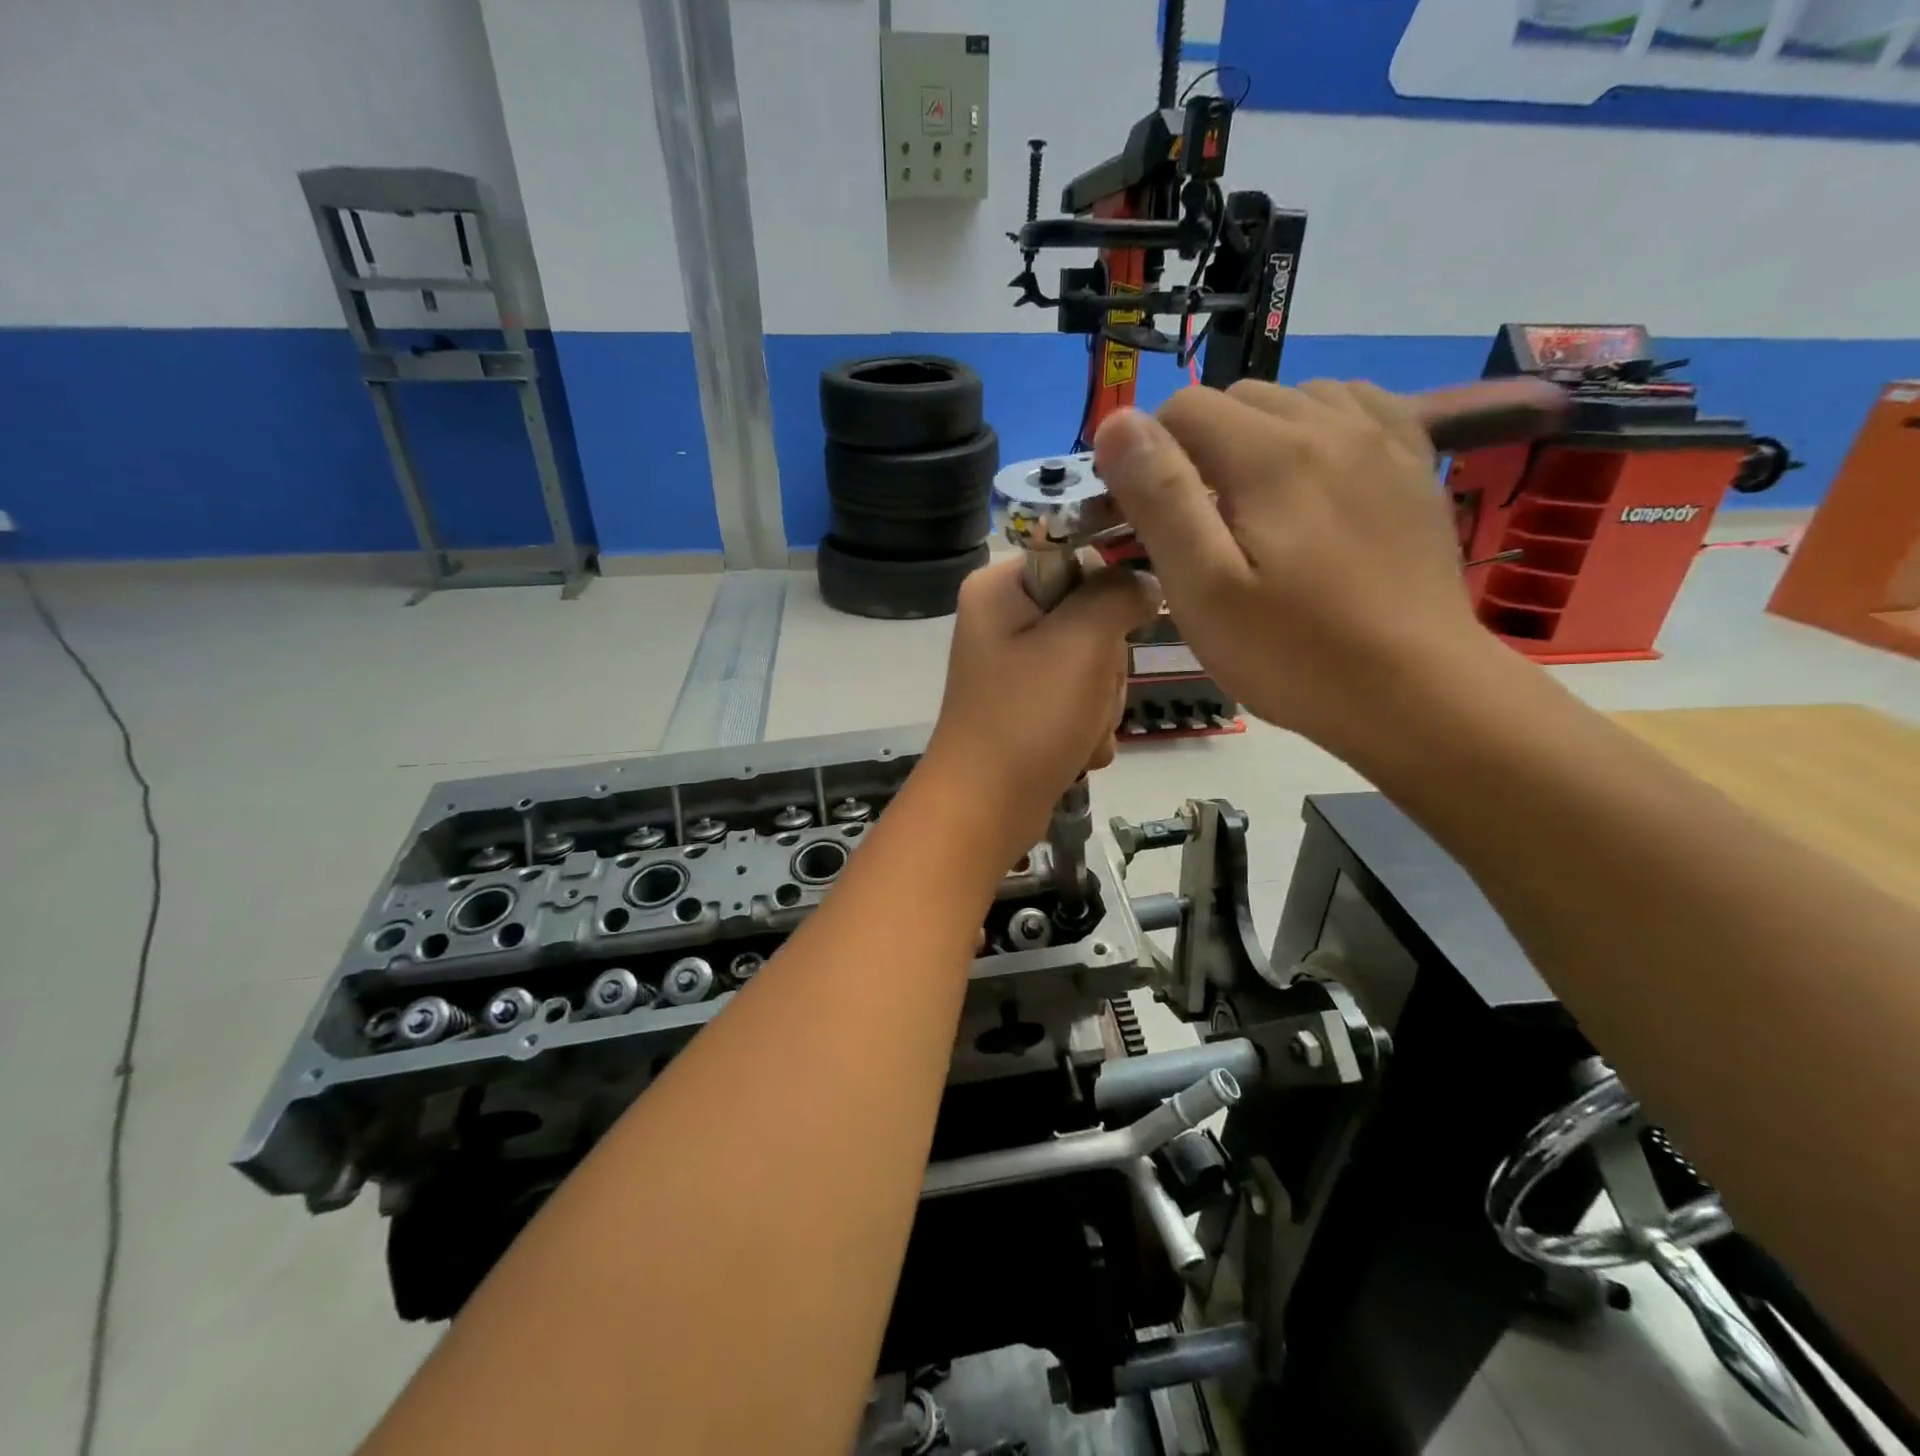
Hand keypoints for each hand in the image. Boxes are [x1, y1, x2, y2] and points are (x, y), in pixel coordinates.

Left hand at [924, 558, 1161, 858]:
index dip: (1109, 592)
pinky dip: (1086, 727)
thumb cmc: (1029, 717)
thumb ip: (1118, 594)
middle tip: (1086, 693)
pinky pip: (1079, 700)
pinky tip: (1074, 750)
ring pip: (1094, 664)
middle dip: (1105, 665)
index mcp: (1001, 588)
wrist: (985, 809)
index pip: (1078, 558)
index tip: (1117, 629)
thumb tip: (1143, 579)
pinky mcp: (1027, 707)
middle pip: (1092, 616)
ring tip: (1078, 730)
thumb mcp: (1083, 641)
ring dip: (1100, 703)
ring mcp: (1016, 667)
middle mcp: (1004, 621)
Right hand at [1093, 381, 1495, 757]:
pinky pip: (1357, 408)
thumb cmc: (1293, 653)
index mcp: (1270, 454)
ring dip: (1257, 436)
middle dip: (1200, 446)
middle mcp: (1330, 424)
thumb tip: (1117, 422)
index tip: (1147, 516)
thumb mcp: (1203, 589)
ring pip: (1296, 398)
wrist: (1417, 693)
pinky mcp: (1414, 466)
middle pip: (1238, 398)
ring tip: (1253, 505)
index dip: (1148, 455)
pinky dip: (1319, 428)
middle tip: (1197, 522)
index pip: (1183, 408)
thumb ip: (1159, 498)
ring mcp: (1383, 440)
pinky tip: (1313, 477)